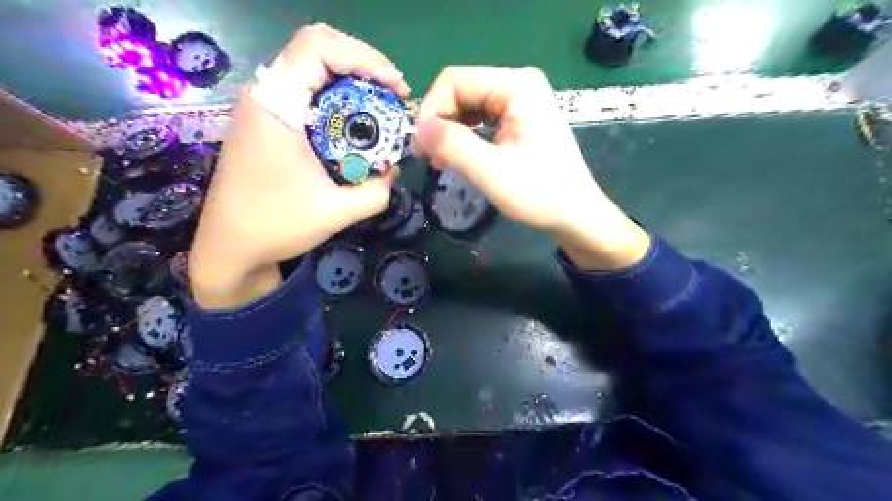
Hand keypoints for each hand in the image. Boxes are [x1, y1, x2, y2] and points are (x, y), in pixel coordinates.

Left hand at [194, 26, 407, 308]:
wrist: (229, 249)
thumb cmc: (276, 226)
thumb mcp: (337, 212)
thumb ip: (376, 191)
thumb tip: (393, 171)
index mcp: (276, 106)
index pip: (317, 47)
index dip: (363, 57)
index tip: (394, 87)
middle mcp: (264, 96)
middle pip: (316, 50)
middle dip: (362, 65)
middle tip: (392, 93)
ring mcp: (262, 108)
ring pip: (311, 70)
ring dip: (350, 81)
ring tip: (380, 105)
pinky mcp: (265, 124)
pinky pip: (305, 93)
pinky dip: (336, 99)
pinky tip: (354, 124)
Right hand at [411, 67, 649, 271]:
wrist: (576, 215)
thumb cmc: (540, 194)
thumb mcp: (492, 171)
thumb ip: (453, 145)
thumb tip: (417, 129)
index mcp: (517, 86)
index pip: (455, 80)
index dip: (431, 110)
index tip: (420, 145)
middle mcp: (519, 85)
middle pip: (461, 91)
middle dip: (439, 122)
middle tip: (426, 156)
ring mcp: (521, 102)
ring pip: (468, 106)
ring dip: (450, 131)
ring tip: (439, 161)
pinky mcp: (520, 120)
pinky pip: (481, 119)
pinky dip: (465, 137)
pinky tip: (457, 157)